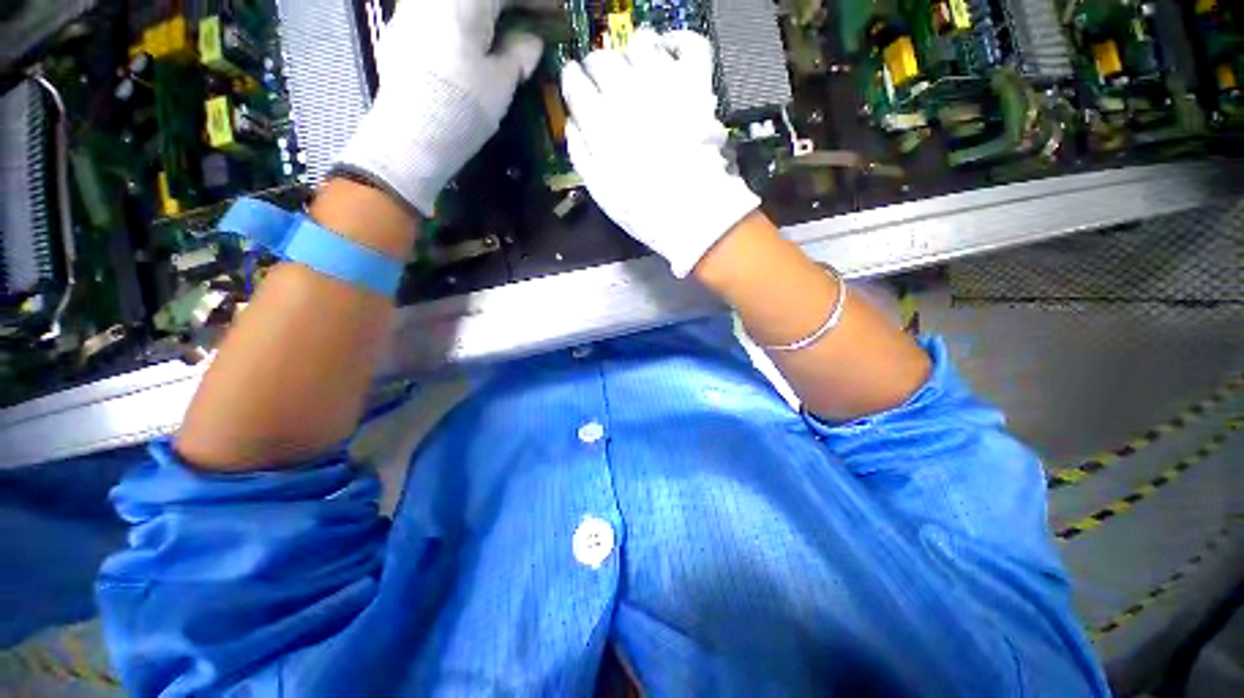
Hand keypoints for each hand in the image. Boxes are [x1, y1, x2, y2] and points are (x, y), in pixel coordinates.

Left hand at [335, 0, 542, 216]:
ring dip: (487, 12)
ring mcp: (412, 7)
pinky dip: (465, 20)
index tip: (557, 12)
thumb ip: (520, 53)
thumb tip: (532, 40)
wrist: (411, 135)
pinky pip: (441, 11)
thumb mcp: (501, 82)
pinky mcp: (401, 28)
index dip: (538, 0)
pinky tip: (475, 40)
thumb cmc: (462, 107)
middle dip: (511, 5)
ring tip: (507, 32)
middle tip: (533, 21)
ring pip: (460, 2)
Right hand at [562, 30, 760, 277]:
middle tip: (602, 80)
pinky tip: (668, 51)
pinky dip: (677, 41)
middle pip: (603, 57)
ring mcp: (665, 84)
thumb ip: (581, 153)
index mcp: (600, 122)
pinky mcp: (696, 85)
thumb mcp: (600, 191)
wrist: (691, 211)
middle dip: (597, 66)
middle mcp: (628, 93)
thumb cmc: (643, 210)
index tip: (574, 83)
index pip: (576, 82)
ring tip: (634, 69)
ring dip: (632, 53)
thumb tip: (572, 123)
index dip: (572, 80)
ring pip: (640, 42)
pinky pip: (690, 43)